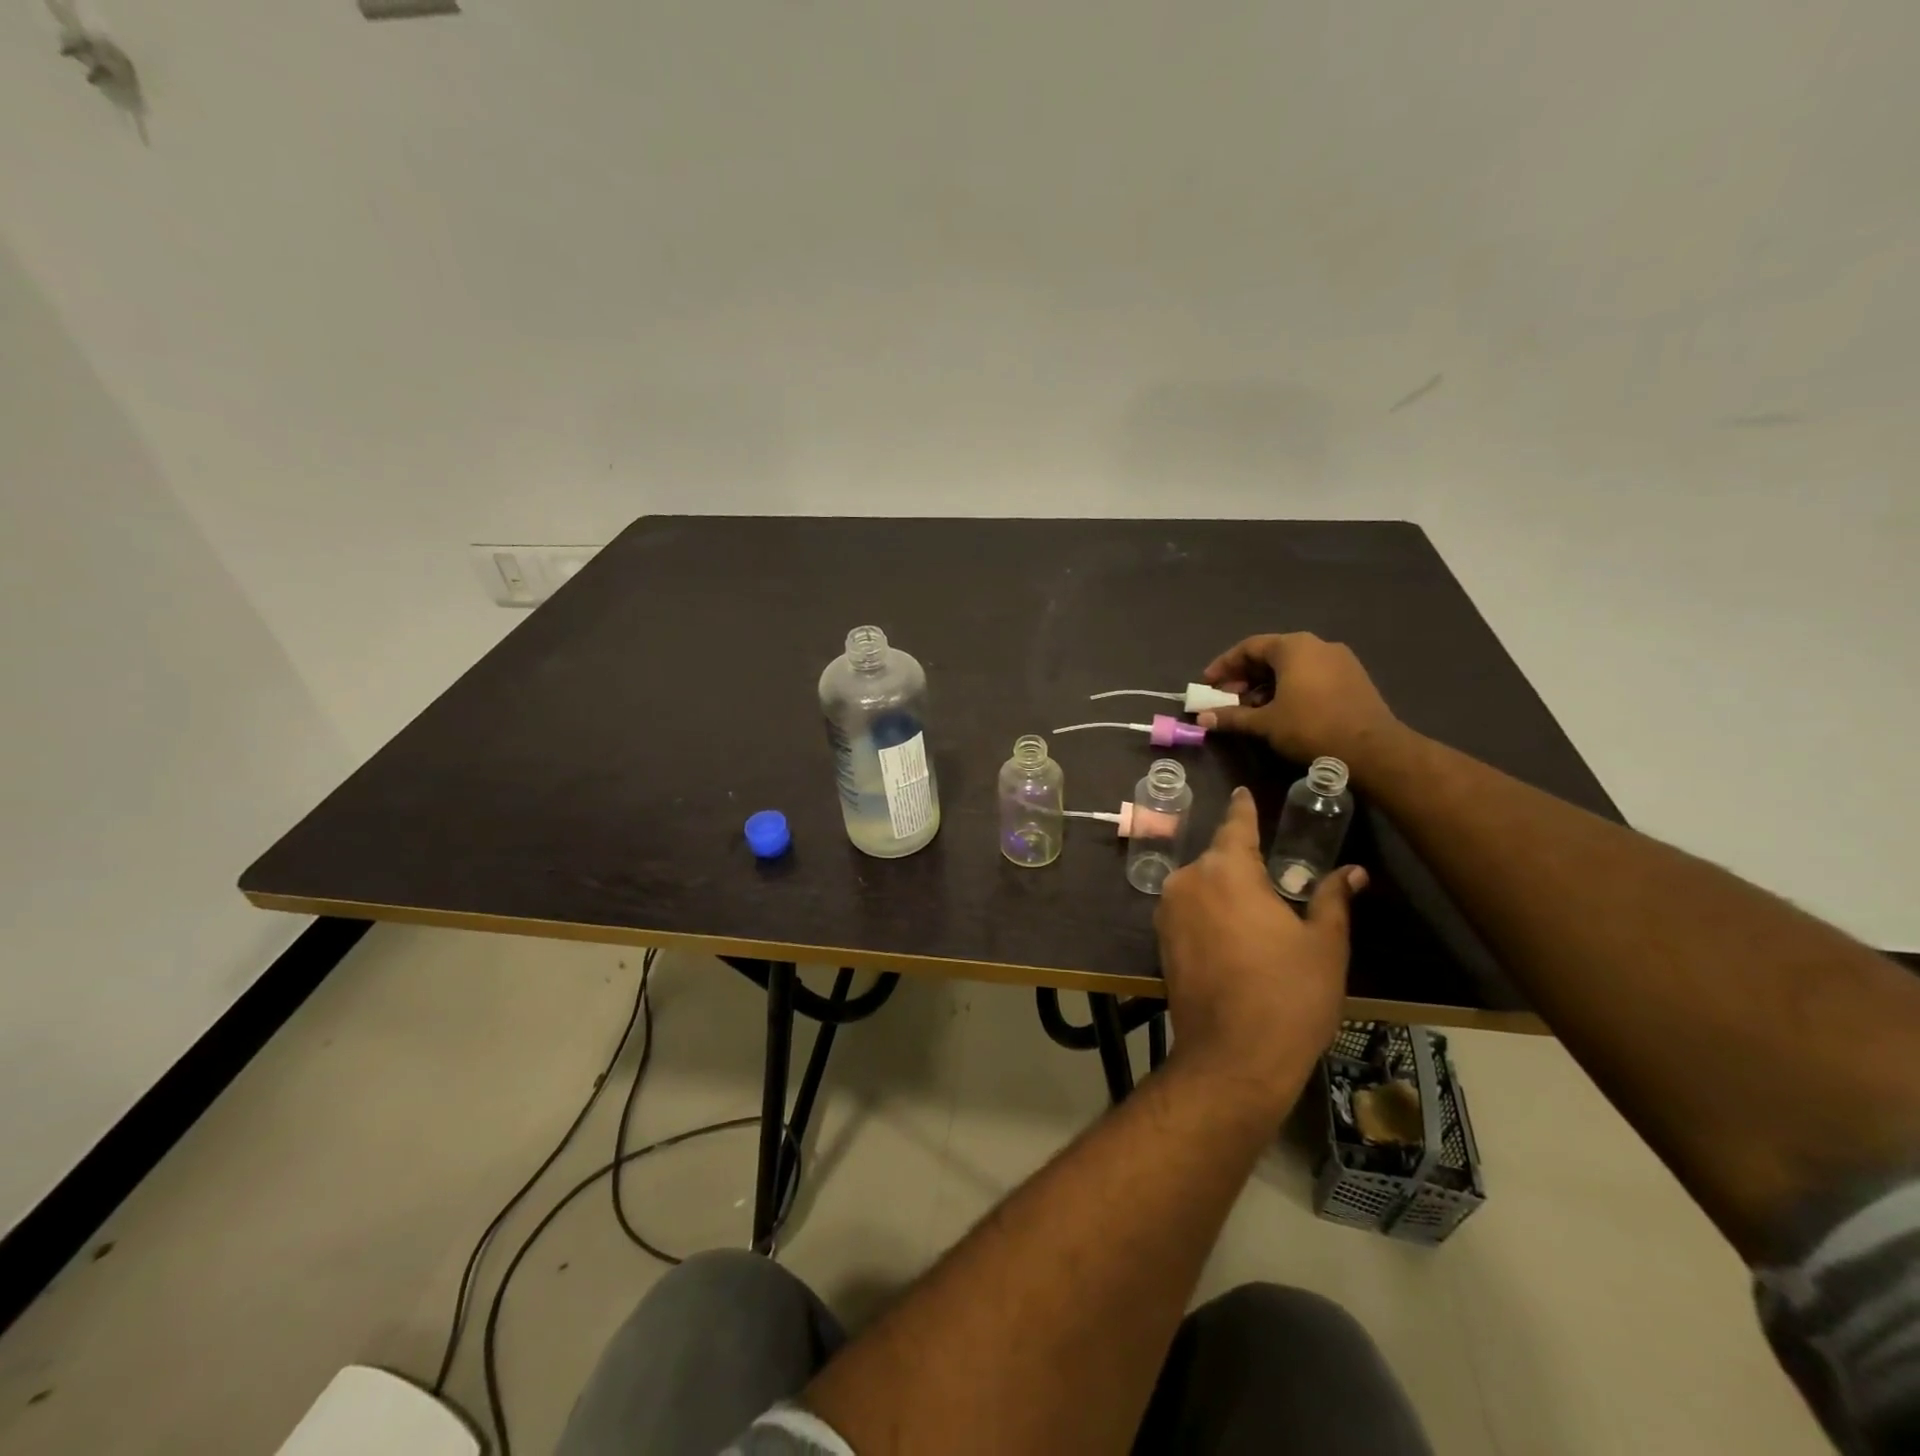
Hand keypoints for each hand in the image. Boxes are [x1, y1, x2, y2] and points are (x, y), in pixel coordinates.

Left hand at [1155, 788, 1366, 1116]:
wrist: (1232, 1057)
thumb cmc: (1289, 995)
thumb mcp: (1324, 945)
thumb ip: (1332, 899)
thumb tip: (1352, 873)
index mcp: (1227, 870)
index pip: (1236, 825)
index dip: (1243, 809)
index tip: (1242, 792)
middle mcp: (1189, 880)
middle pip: (1218, 858)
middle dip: (1242, 863)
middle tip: (1274, 882)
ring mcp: (1168, 911)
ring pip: (1201, 885)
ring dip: (1224, 891)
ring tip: (1257, 916)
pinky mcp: (1160, 941)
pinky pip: (1189, 911)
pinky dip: (1209, 913)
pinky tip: (1234, 937)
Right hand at [1196, 633, 1398, 770]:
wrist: (1372, 749)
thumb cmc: (1311, 727)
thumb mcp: (1265, 723)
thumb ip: (1232, 717)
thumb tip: (1203, 718)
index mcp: (1294, 647)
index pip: (1249, 647)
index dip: (1224, 666)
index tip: (1207, 684)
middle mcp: (1317, 645)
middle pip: (1270, 655)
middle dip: (1244, 678)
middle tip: (1226, 699)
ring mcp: (1339, 661)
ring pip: (1291, 667)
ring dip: (1265, 686)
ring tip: (1250, 710)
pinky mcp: (1352, 679)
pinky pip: (1310, 676)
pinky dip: (1288, 689)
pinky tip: (1280, 711)